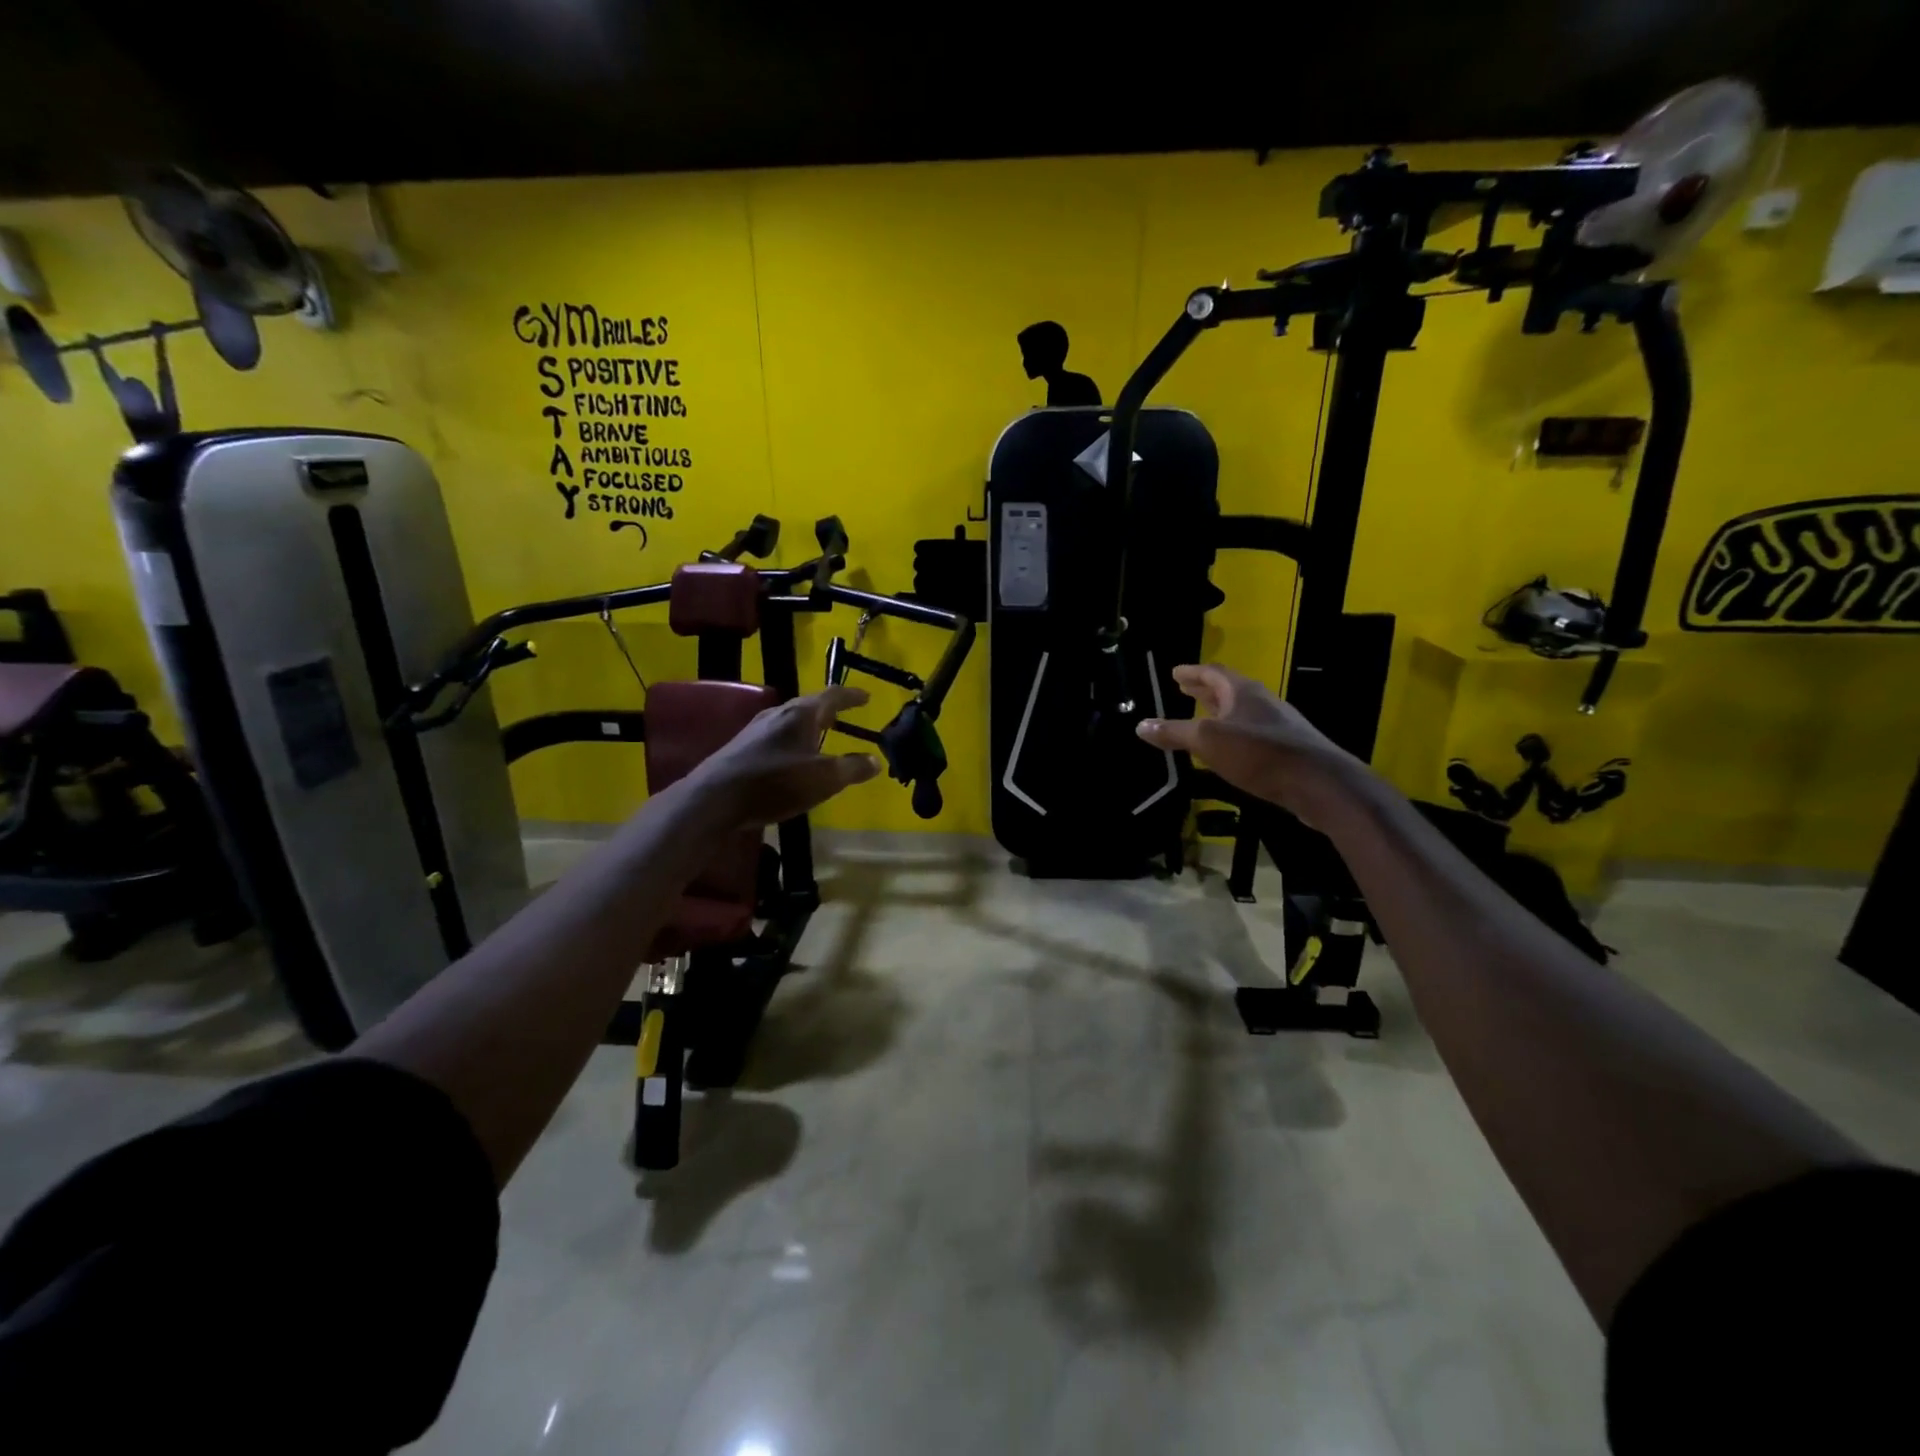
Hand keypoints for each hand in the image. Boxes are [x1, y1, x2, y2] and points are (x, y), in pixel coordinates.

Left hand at [687, 686, 879, 827]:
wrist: (714, 799)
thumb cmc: (775, 782)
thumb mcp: (823, 778)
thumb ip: (852, 768)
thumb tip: (875, 760)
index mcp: (801, 714)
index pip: (832, 695)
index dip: (851, 696)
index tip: (867, 696)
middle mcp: (778, 713)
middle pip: (809, 706)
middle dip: (829, 711)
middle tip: (844, 716)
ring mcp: (756, 730)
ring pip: (790, 721)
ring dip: (809, 727)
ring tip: (821, 736)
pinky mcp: (741, 748)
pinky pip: (776, 737)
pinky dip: (793, 742)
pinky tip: (792, 758)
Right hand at [1135, 664, 1360, 823]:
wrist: (1320, 785)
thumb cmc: (1260, 754)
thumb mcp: (1208, 742)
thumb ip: (1174, 733)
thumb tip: (1141, 725)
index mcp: (1243, 692)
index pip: (1213, 673)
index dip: (1192, 672)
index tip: (1175, 672)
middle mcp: (1262, 703)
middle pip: (1229, 690)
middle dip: (1204, 689)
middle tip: (1184, 688)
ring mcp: (1277, 726)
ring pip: (1242, 712)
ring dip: (1219, 711)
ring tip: (1202, 715)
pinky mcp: (1286, 750)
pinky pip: (1252, 733)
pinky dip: (1233, 733)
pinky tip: (1228, 748)